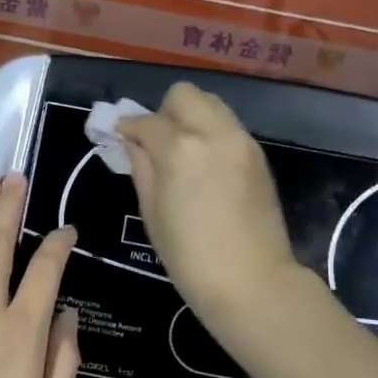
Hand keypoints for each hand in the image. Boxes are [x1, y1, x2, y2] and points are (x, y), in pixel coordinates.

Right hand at [116, 83, 301, 328]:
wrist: (251, 282)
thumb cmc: (189, 257)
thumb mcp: (152, 213)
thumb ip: (141, 168)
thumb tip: (132, 142)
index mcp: (179, 149)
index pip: (146, 121)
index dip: (128, 128)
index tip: (120, 137)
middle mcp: (213, 133)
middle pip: (184, 95)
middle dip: (164, 112)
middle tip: (156, 143)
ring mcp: (241, 141)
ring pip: (211, 104)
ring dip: (191, 118)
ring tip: (183, 152)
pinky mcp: (258, 155)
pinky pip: (228, 127)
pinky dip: (212, 133)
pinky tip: (206, 166)